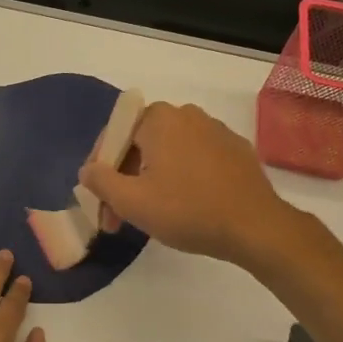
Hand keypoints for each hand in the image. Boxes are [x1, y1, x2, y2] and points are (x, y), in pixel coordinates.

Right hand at [80, 101, 297, 267]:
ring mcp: (215, 130)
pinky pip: (194, 159)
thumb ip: (100, 181)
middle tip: (118, 215)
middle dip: (124, 178)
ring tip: (148, 214)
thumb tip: (87, 170)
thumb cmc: (187, 210)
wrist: (255, 227)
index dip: (99, 169)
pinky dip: (180, 178)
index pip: (114, 135)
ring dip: (151, 179)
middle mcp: (187, 114)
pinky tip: (182, 206)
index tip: (98, 201)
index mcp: (159, 118)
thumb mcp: (131, 201)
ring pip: (168, 153)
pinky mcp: (235, 151)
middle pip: (140, 144)